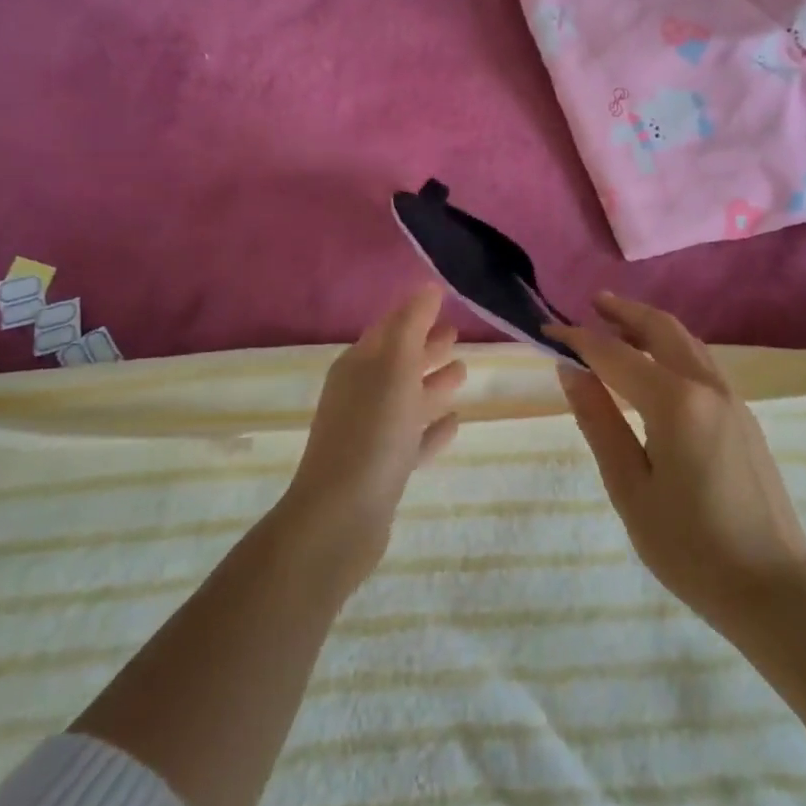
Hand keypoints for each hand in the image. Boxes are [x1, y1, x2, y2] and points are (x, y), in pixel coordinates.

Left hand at [281, 286, 466, 585]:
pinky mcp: (384, 469)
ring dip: (433, 385)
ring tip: (463, 373)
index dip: (414, 315)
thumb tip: (427, 287)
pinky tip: (455, 423)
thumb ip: (412, 325)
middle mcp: (361, 395)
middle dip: (426, 348)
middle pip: (399, 363)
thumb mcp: (394, 368)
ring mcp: (372, 434)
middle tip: (457, 336)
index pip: (389, 330)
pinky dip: (433, 428)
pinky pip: (414, 439)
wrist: (341, 517)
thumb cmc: (371, 432)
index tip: (443, 302)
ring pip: (408, 400)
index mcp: (358, 367)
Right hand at [548, 292, 805, 636]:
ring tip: (618, 327)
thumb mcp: (629, 487)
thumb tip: (571, 370)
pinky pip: (702, 363)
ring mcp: (732, 400)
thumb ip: (599, 421)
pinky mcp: (743, 417)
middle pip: (662, 328)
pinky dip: (672, 348)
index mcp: (675, 402)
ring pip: (687, 342)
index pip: (614, 354)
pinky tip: (655, 367)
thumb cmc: (689, 547)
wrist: (773, 590)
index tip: (547, 330)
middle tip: (592, 303)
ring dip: (650, 326)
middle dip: (624, 311)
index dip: (578, 339)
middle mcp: (707, 387)